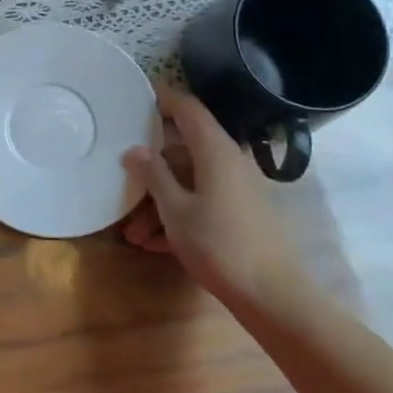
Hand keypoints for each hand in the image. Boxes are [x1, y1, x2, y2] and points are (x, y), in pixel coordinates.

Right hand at [122, 85, 305, 306]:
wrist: (272, 297)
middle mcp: (228, 162)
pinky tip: (153, 244)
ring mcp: (237, 189)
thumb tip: (135, 150)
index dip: (163, 98)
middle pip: (182, 150)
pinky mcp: (240, 214)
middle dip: (150, 167)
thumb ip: (153, 175)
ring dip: (159, 201)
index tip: (136, 95)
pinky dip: (177, 216)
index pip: (188, 109)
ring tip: (132, 232)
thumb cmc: (218, 245)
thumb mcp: (175, 209)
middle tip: (120, 178)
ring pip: (189, 181)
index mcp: (215, 151)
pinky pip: (201, 202)